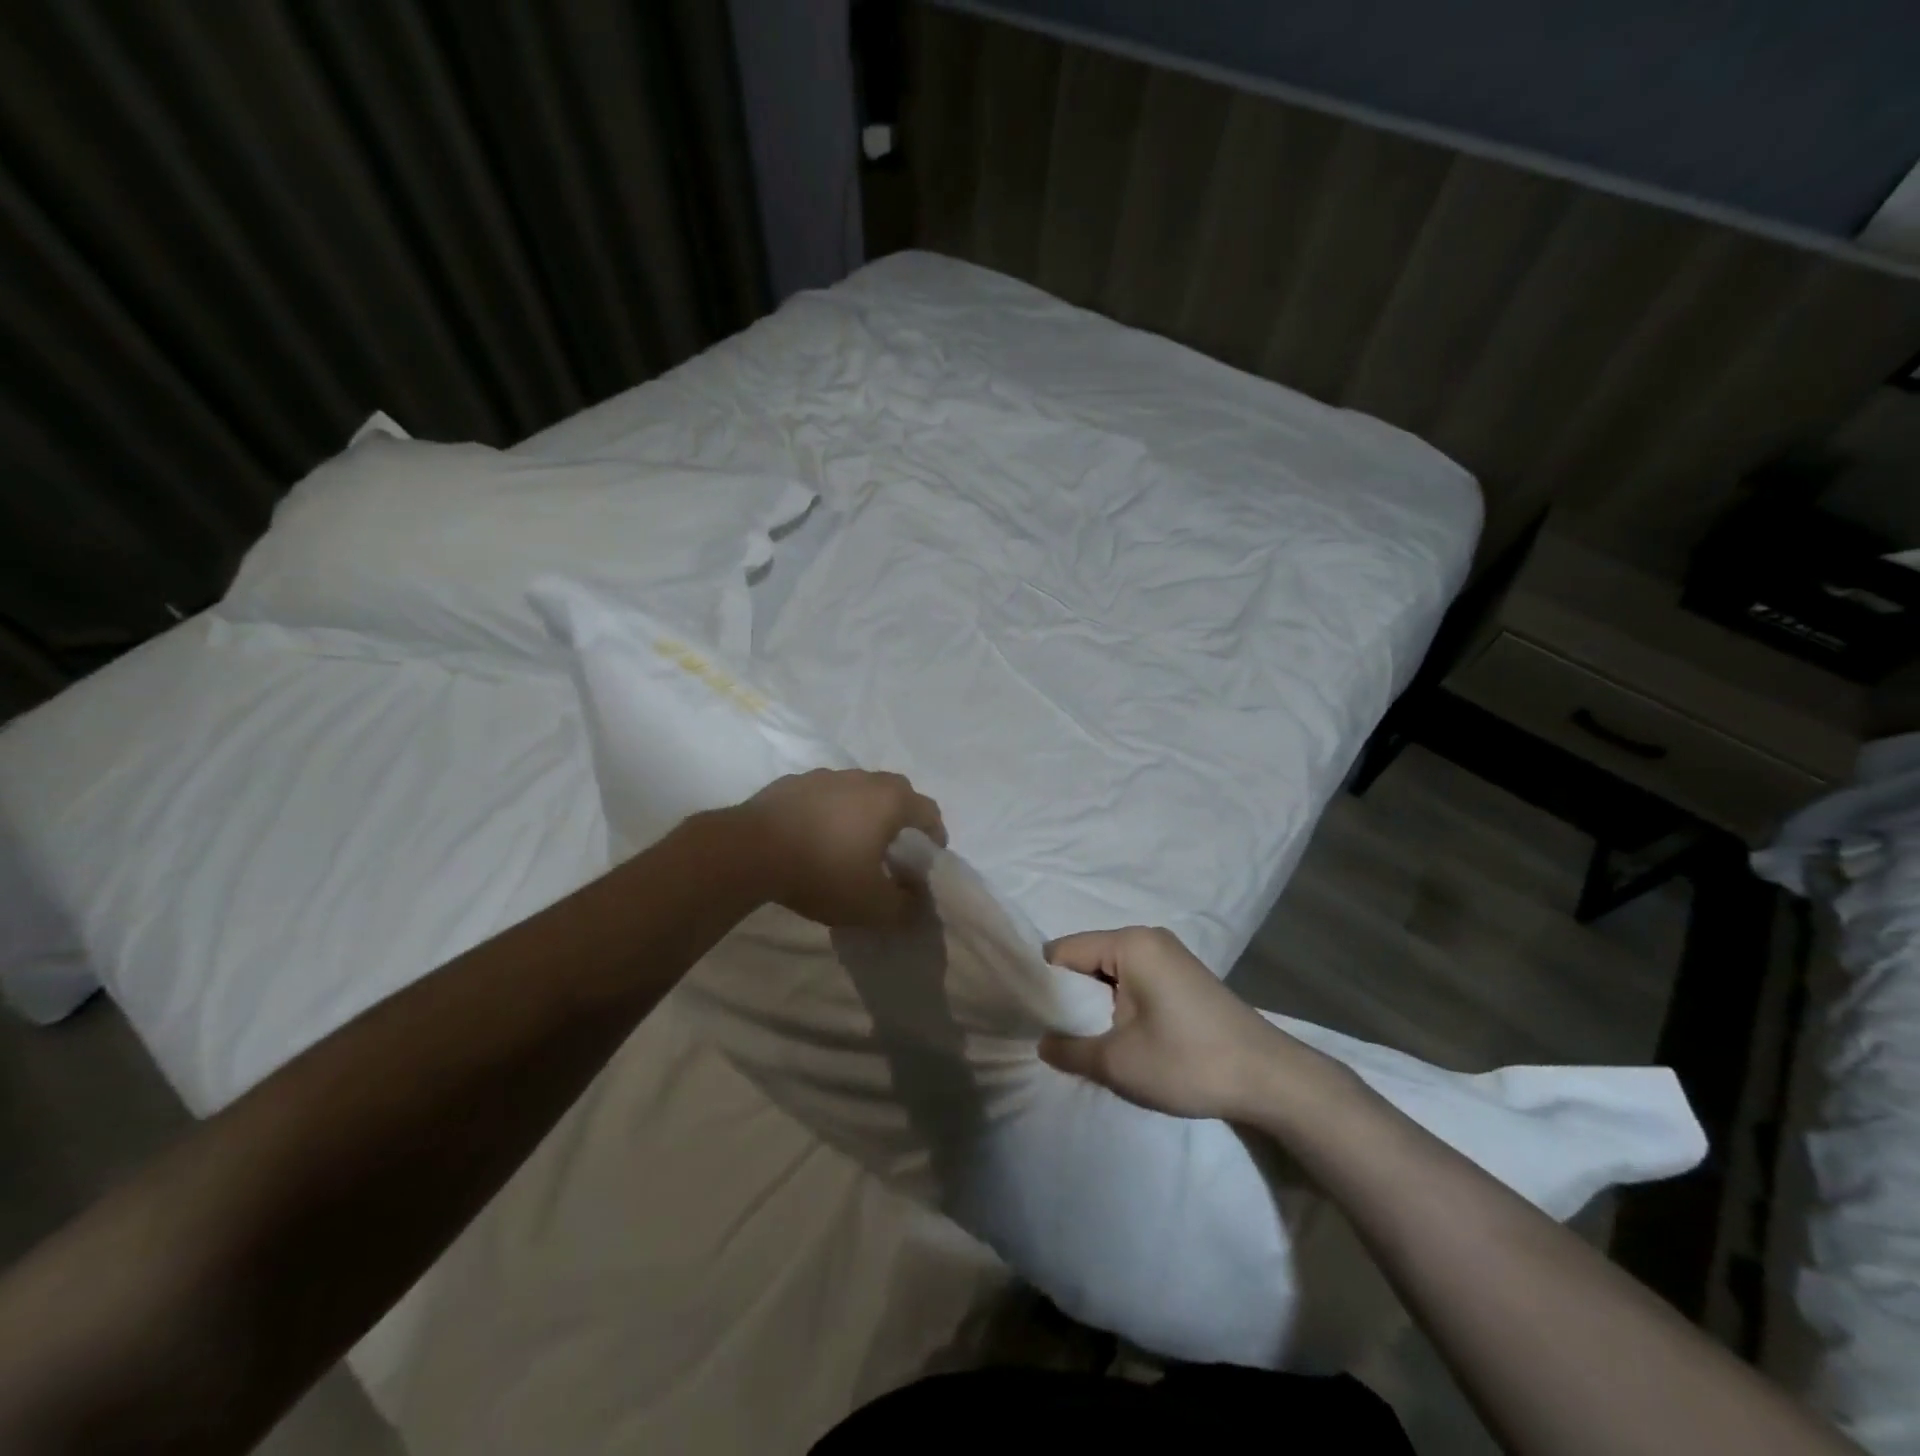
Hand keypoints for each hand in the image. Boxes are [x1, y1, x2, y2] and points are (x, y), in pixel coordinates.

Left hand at [734, 768, 946, 927]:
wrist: (749, 851)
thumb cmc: (823, 872)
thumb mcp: (870, 906)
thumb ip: (903, 907)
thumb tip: (916, 902)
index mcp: (889, 801)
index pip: (928, 810)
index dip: (935, 833)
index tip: (930, 856)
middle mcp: (862, 779)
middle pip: (895, 791)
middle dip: (901, 816)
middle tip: (894, 846)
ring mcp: (824, 776)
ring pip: (856, 789)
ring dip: (862, 810)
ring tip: (850, 840)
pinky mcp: (791, 782)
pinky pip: (822, 795)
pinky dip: (827, 811)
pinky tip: (813, 835)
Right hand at [1040, 927, 1343, 1121]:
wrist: (1271, 1080)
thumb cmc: (1188, 1062)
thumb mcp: (1117, 1063)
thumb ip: (1068, 1050)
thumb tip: (1043, 1042)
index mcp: (1129, 943)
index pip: (1063, 952)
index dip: (1045, 986)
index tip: (1035, 1022)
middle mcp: (1148, 938)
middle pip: (1086, 959)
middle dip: (1072, 998)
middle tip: (1063, 1038)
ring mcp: (1169, 956)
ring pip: (1110, 973)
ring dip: (1097, 1006)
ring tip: (1093, 1043)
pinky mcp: (1184, 977)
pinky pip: (1134, 981)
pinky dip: (1121, 1006)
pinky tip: (1126, 1039)